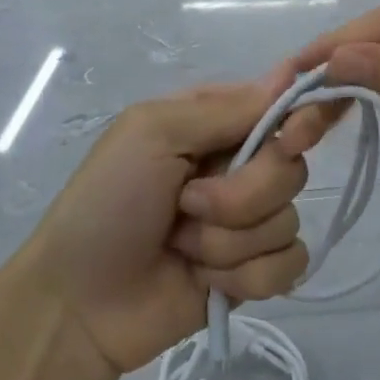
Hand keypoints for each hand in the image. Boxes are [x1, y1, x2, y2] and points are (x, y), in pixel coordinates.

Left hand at [15, 69, 337, 374]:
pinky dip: (245, 277)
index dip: (300, 119)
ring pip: (288, 220)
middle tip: (188, 204)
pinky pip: (288, 266)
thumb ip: (224, 109)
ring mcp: (247, 222)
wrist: (79, 302)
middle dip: (242, 194)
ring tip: (181, 246)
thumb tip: (289, 76)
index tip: (293, 137)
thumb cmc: (107, 201)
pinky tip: (204, 280)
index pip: (282, 106)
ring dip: (228, 242)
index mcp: (215, 124)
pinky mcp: (253, 273)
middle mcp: (237, 166)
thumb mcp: (152, 133)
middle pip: (291, 168)